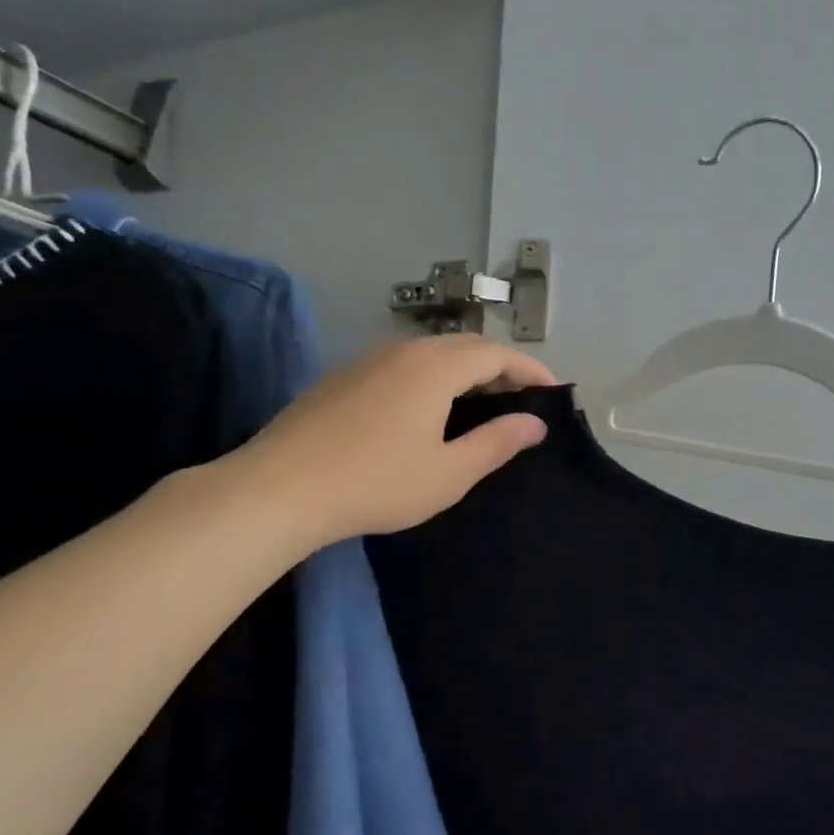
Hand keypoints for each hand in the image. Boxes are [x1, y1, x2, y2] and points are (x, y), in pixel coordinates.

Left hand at [237, 335, 555, 548]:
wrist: (280, 488)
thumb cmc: (376, 483)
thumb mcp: (449, 473)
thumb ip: (496, 443)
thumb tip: (535, 424)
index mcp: (435, 368)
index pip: (496, 353)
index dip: (530, 368)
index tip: (553, 390)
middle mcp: (403, 351)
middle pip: (464, 346)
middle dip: (500, 366)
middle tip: (521, 398)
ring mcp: (367, 360)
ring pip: (430, 352)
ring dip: (464, 370)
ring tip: (480, 402)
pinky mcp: (342, 377)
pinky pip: (402, 364)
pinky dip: (432, 377)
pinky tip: (428, 408)